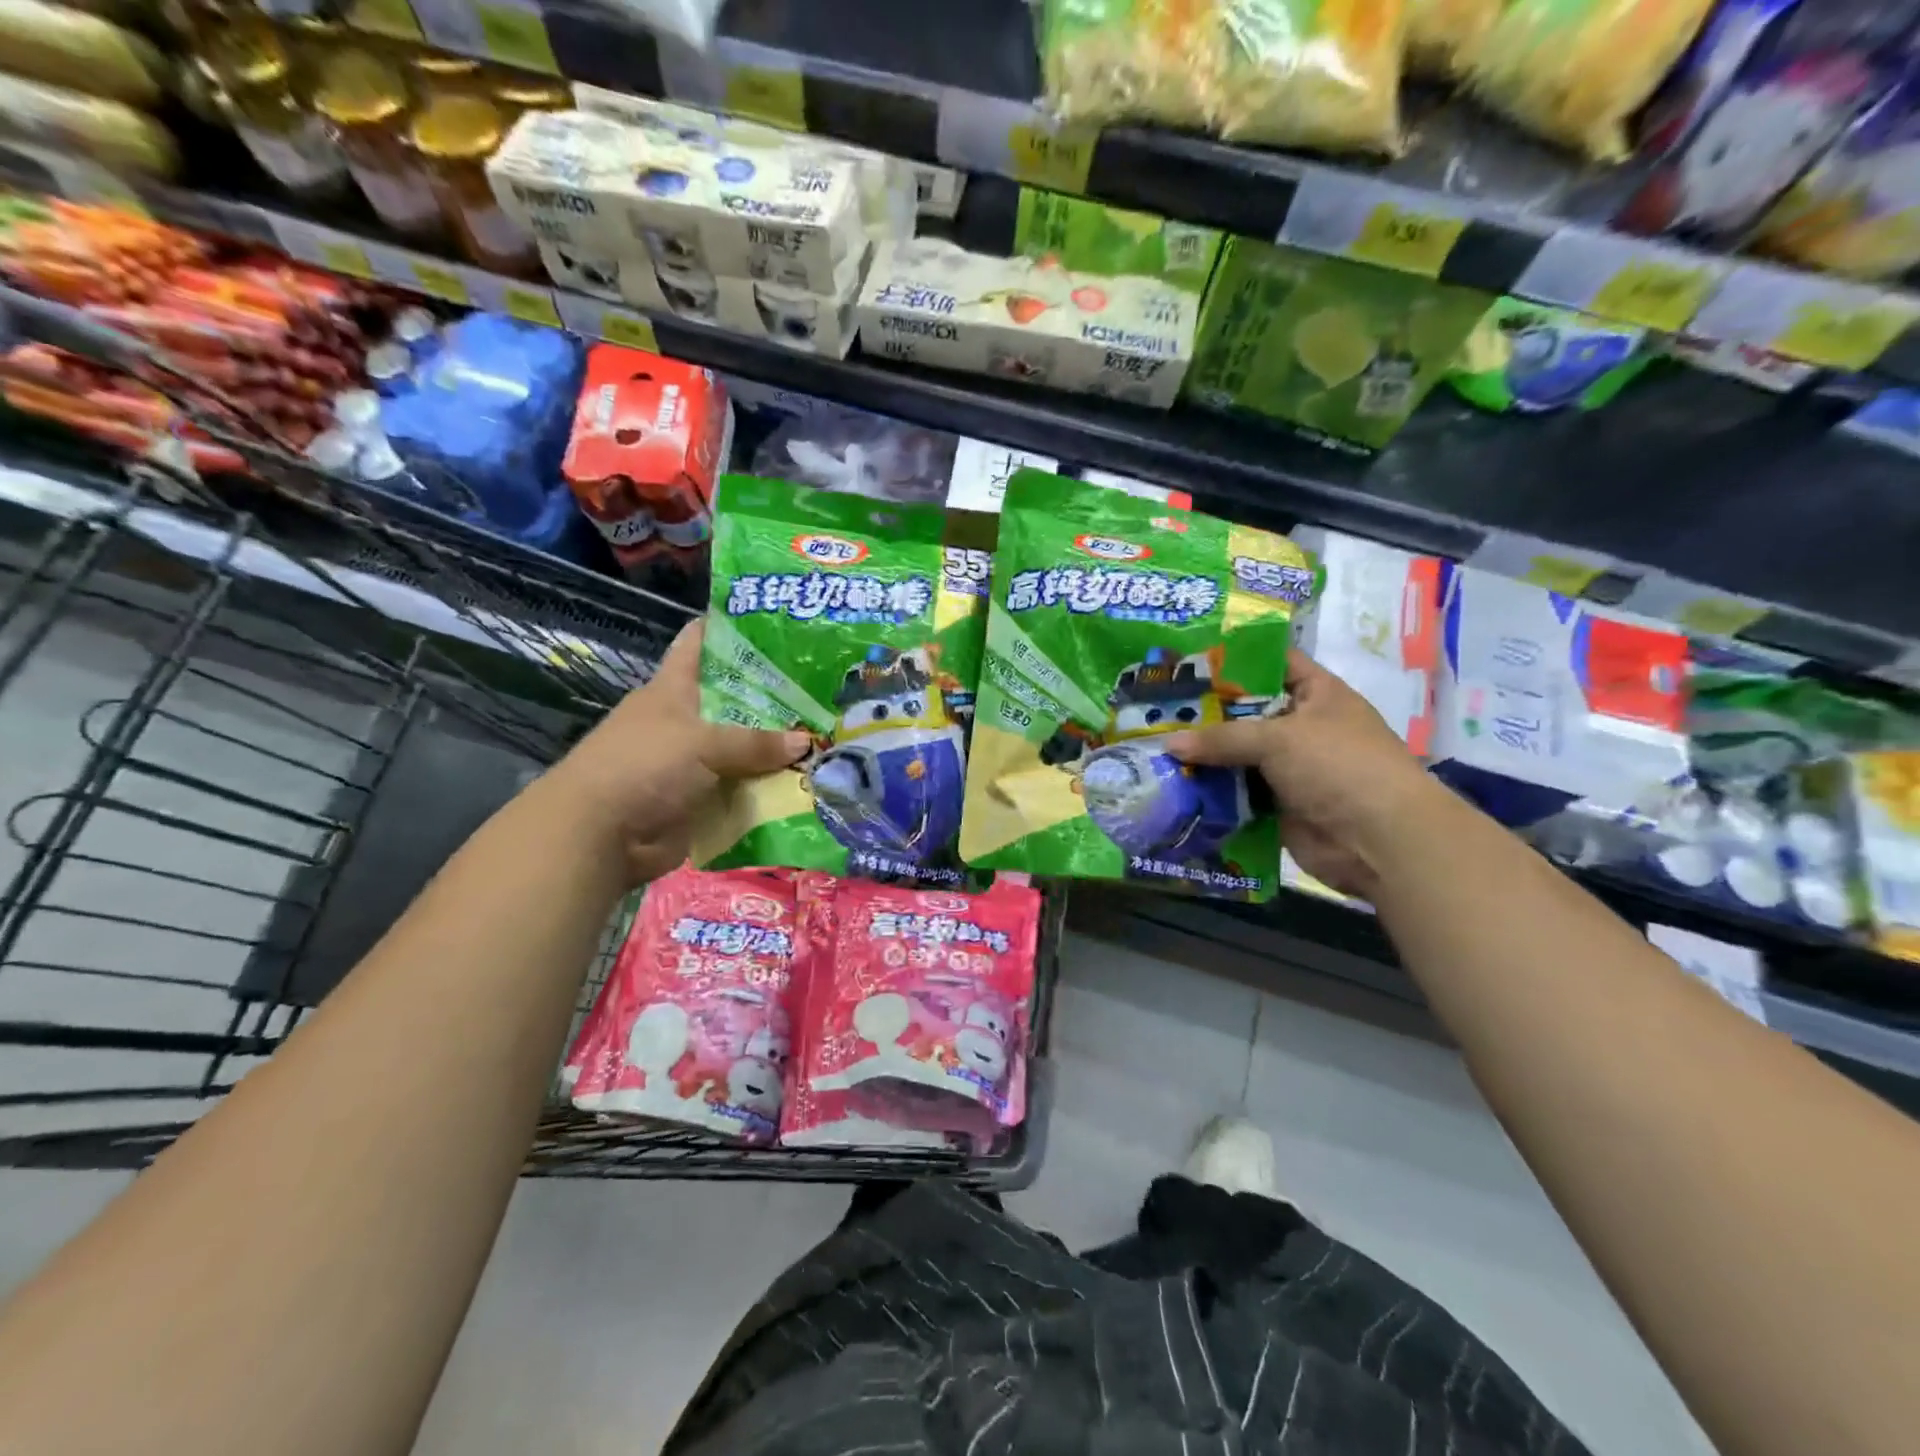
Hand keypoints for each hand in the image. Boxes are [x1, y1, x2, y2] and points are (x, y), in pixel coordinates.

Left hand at [544, 621, 808, 885]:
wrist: (601, 837)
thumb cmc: (643, 767)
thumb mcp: (701, 743)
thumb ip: (755, 742)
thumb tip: (806, 741)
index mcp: (673, 690)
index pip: (700, 645)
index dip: (732, 631)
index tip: (776, 624)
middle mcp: (683, 721)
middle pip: (733, 701)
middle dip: (774, 698)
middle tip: (822, 690)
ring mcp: (692, 763)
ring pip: (743, 750)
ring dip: (777, 751)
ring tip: (826, 738)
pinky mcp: (700, 800)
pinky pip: (742, 789)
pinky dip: (767, 790)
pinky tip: (806, 784)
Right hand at [1163, 649, 1437, 900]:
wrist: (1378, 840)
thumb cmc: (1338, 766)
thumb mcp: (1278, 738)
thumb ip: (1221, 737)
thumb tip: (1168, 743)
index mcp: (1317, 694)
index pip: (1273, 662)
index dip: (1235, 658)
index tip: (1188, 659)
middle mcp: (1302, 726)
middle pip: (1246, 712)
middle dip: (1205, 712)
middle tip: (1156, 706)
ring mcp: (1290, 767)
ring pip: (1238, 755)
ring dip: (1203, 755)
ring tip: (1153, 744)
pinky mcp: (1278, 804)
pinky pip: (1237, 791)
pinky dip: (1211, 790)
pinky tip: (1172, 783)